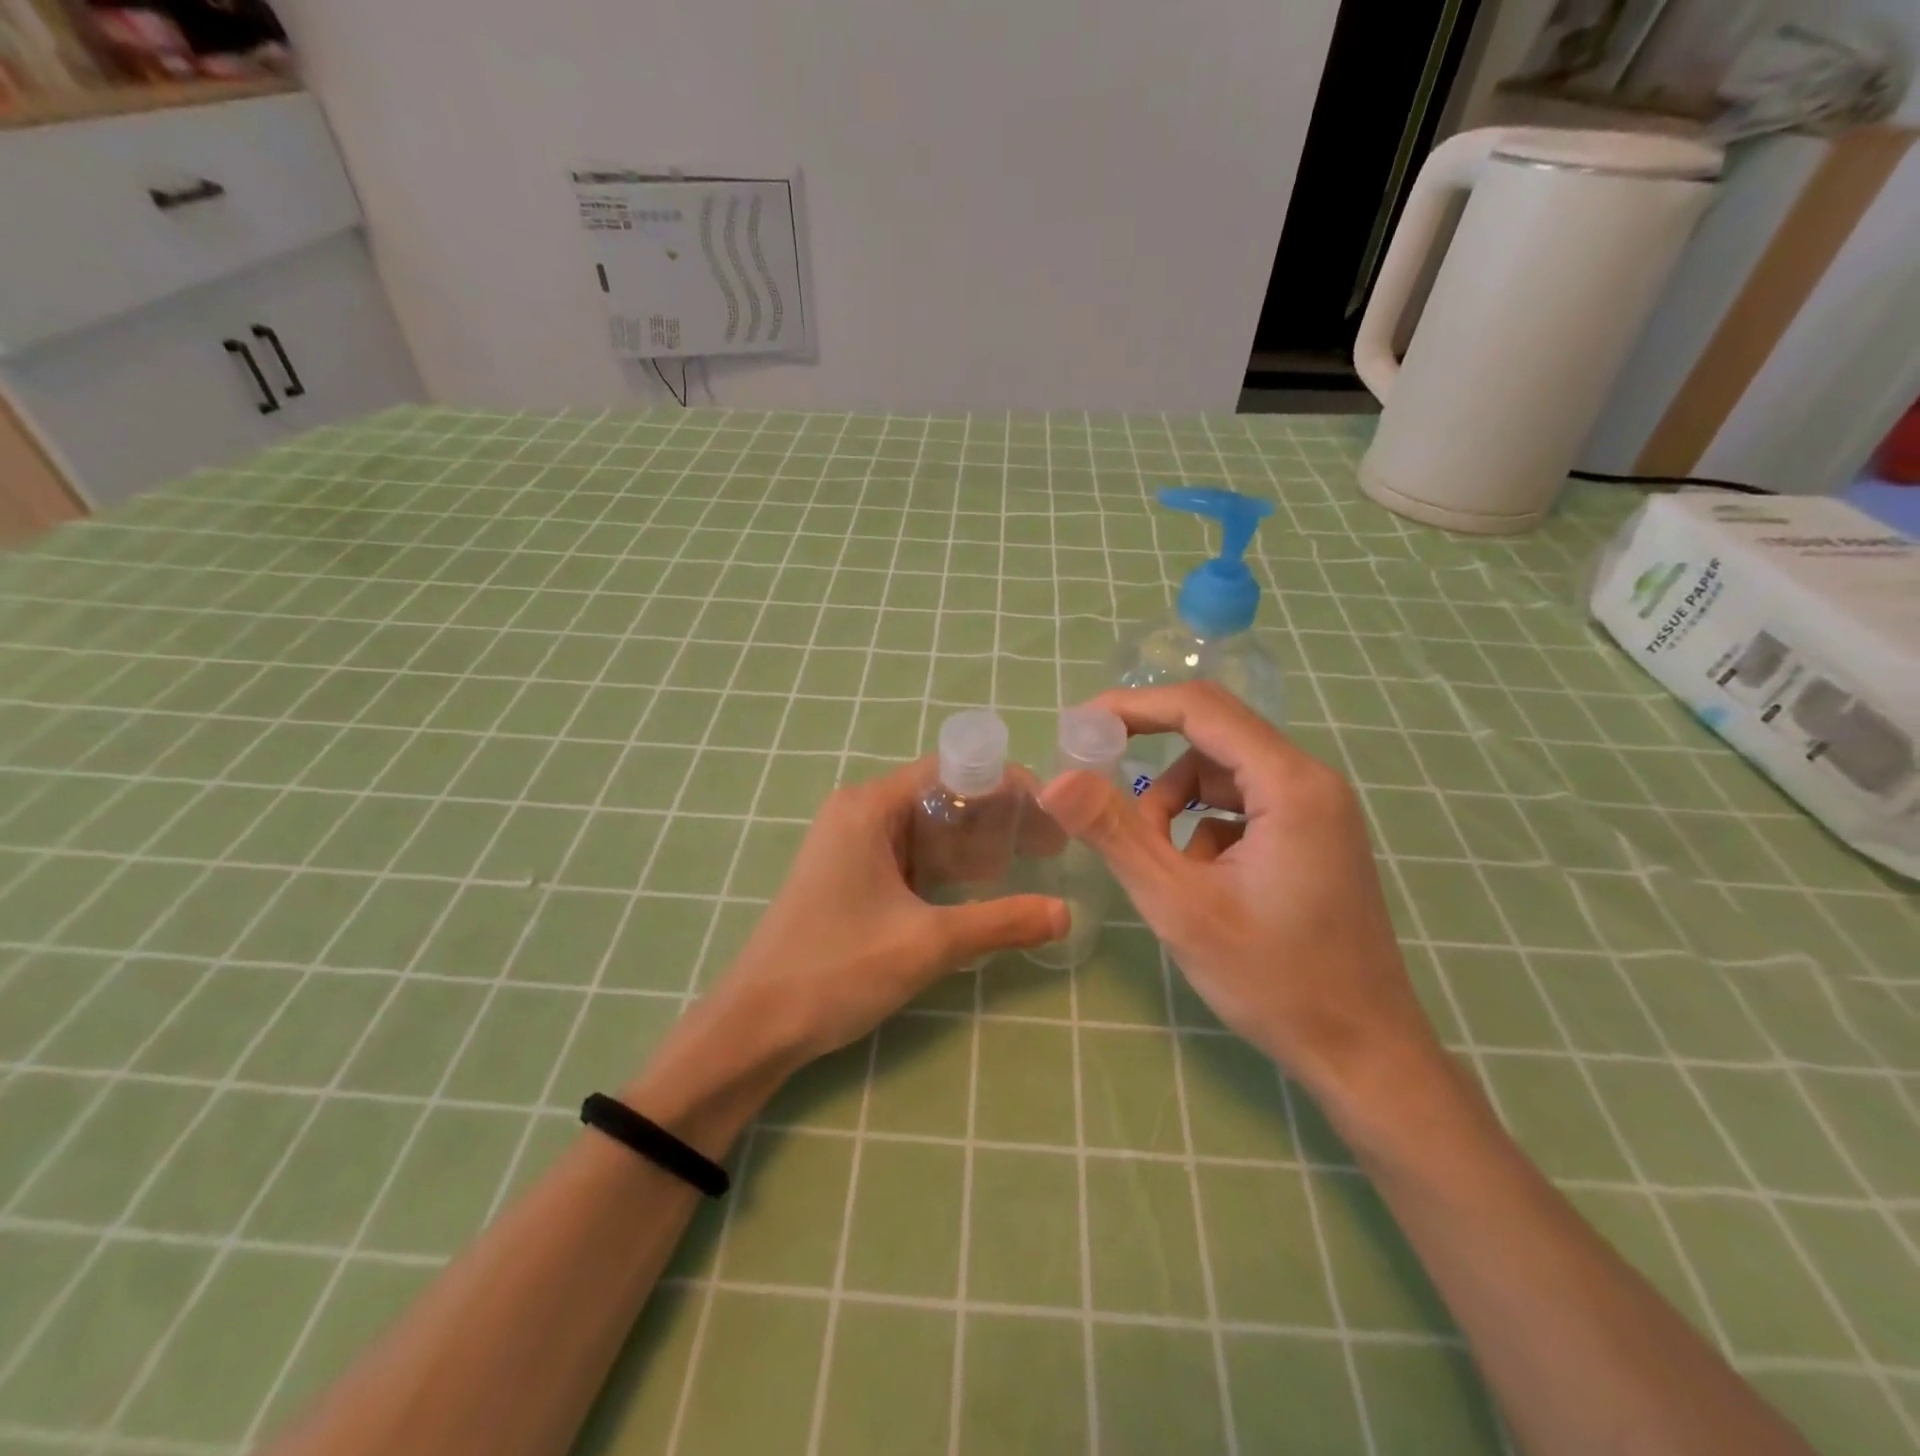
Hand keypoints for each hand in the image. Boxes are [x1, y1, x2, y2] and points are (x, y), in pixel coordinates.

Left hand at [710, 757, 1066, 1066]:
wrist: (756, 1026)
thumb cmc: (837, 969)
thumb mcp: (928, 943)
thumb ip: (1001, 922)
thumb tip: (1067, 913)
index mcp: (869, 806)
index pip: (951, 770)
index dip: (1005, 786)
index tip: (1050, 813)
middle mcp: (858, 811)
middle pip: (940, 795)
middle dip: (995, 817)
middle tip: (1049, 845)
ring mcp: (849, 843)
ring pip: (925, 827)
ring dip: (972, 842)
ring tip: (1027, 862)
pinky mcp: (848, 873)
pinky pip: (907, 853)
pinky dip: (944, 864)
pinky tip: (978, 887)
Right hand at [1037, 683, 1441, 1103]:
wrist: (1363, 1054)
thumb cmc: (1274, 980)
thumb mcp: (1179, 906)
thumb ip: (1115, 835)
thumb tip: (1054, 782)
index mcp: (1289, 785)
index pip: (1200, 709)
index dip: (1133, 708)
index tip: (1079, 727)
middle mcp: (1310, 781)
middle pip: (1211, 737)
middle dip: (1150, 762)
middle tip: (1100, 792)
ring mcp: (1316, 809)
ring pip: (1221, 775)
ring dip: (1175, 806)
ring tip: (1160, 864)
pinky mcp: (1311, 836)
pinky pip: (1240, 806)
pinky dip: (1203, 828)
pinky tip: (1199, 880)